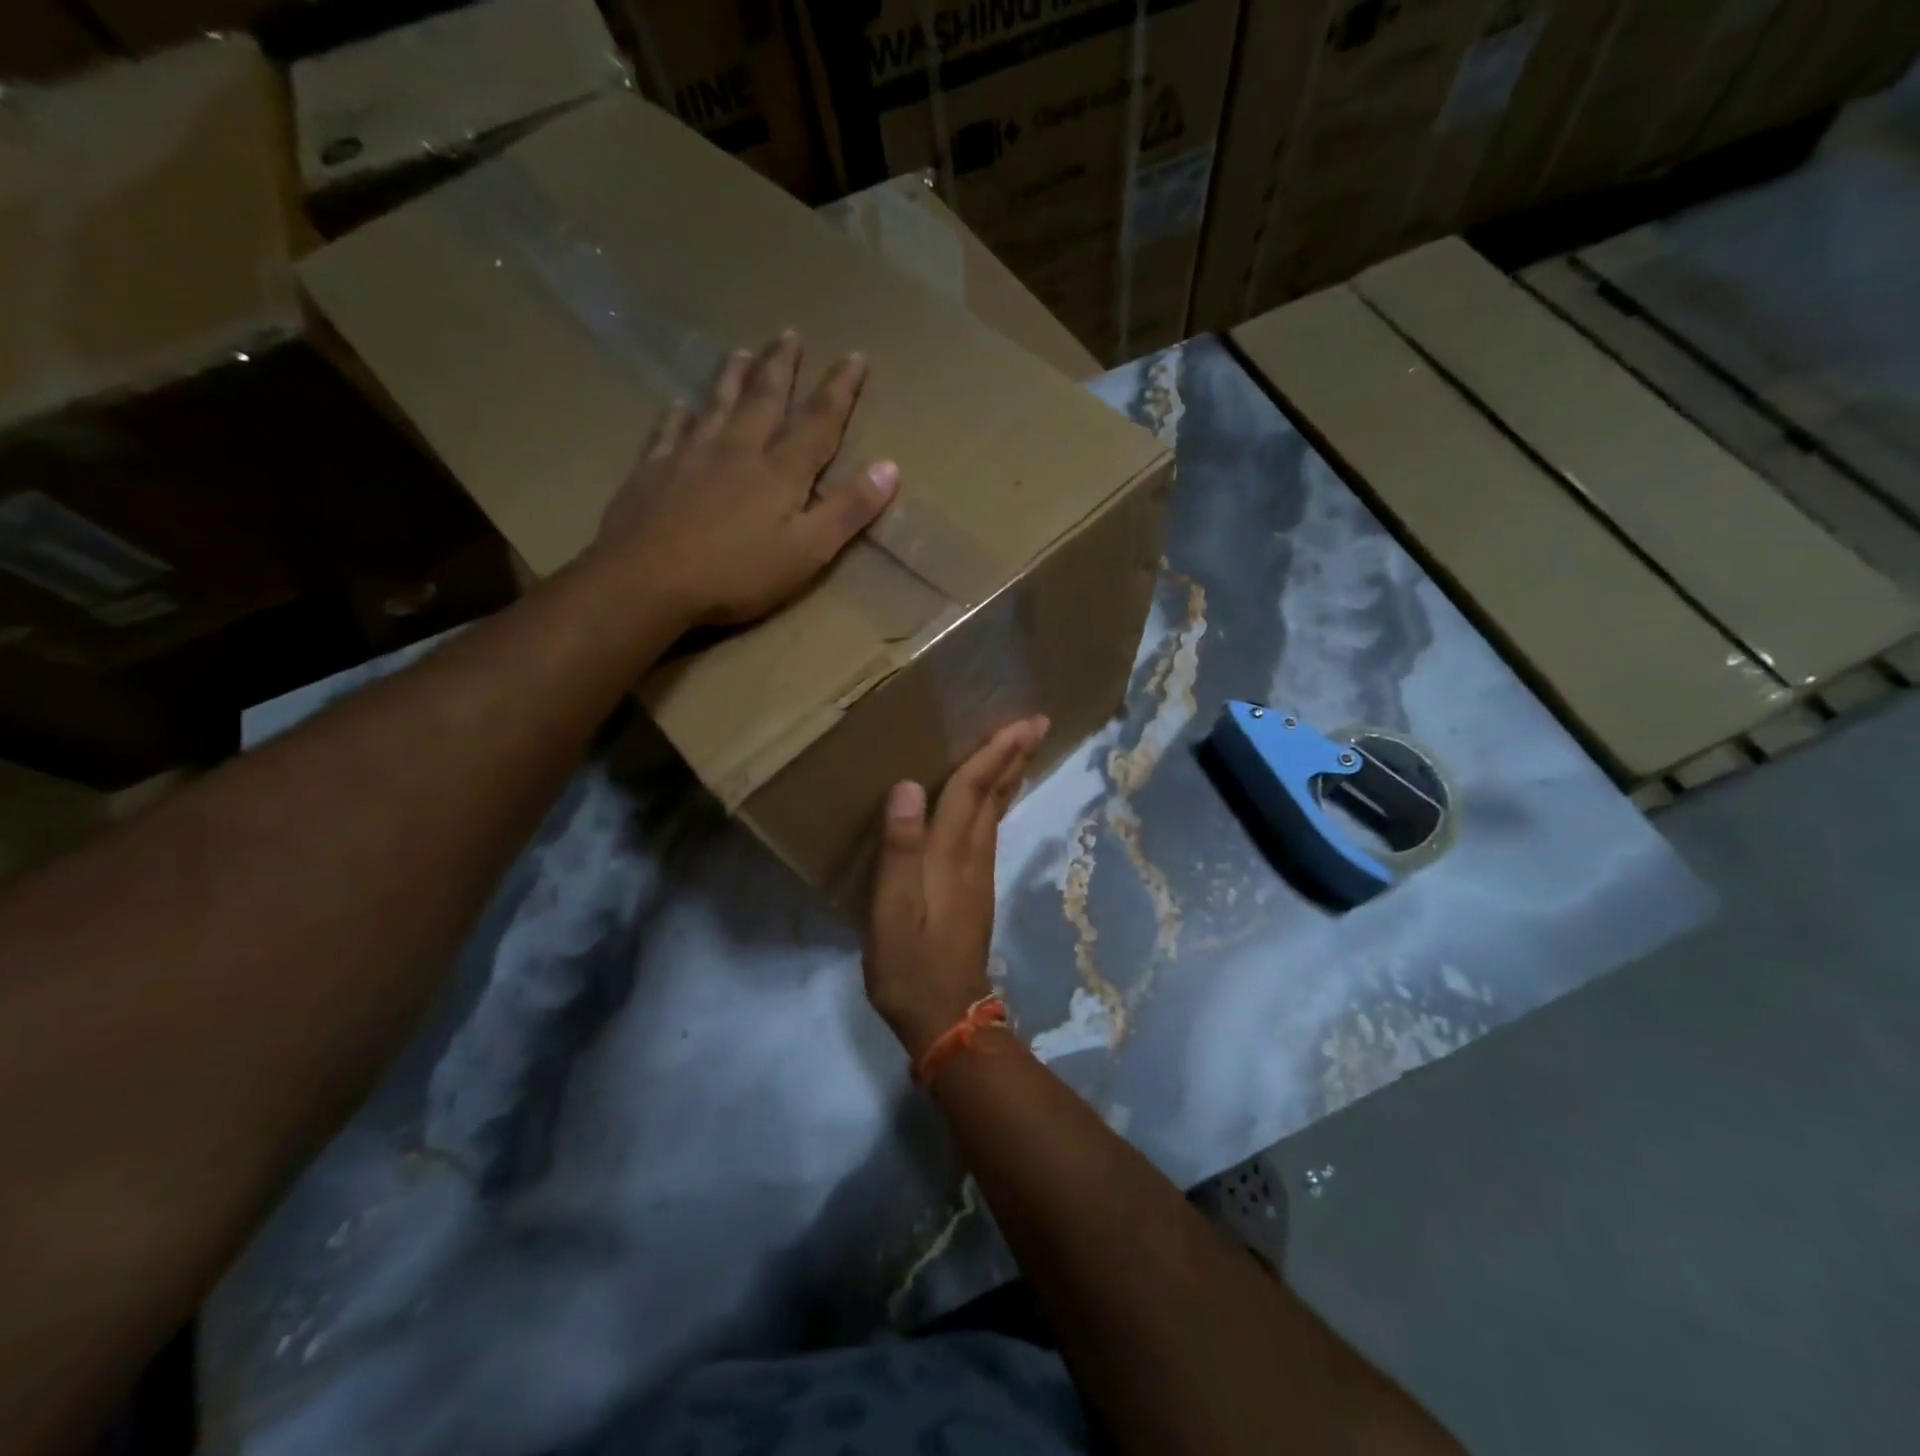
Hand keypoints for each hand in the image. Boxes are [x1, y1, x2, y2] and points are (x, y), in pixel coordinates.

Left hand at [593, 332, 897, 626]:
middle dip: (782, 366)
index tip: (855, 356)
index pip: (818, 421)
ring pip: (717, 404)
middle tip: (789, 333)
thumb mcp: (807, 552)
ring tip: (741, 350)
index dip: (840, 389)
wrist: (647, 581)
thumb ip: (847, 510)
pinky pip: (668, 431)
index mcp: (780, 472)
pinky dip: (677, 415)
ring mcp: (691, 456)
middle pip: (764, 399)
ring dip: (733, 376)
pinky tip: (678, 404)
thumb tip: (889, 467)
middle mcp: (738, 450)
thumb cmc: (736, 575)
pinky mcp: (653, 471)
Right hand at [865, 716, 1049, 1061]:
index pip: (972, 792)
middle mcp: (972, 858)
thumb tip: (906, 787)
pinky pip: (989, 831)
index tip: (1021, 722)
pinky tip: (993, 801)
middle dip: (1014, 756)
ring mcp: (978, 876)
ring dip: (1009, 776)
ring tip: (1018, 749)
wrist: (946, 1017)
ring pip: (997, 812)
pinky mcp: (975, 892)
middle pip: (995, 796)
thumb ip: (899, 849)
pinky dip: (996, 804)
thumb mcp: (891, 911)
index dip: (993, 754)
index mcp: (950, 856)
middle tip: (1036, 722)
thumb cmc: (909, 964)